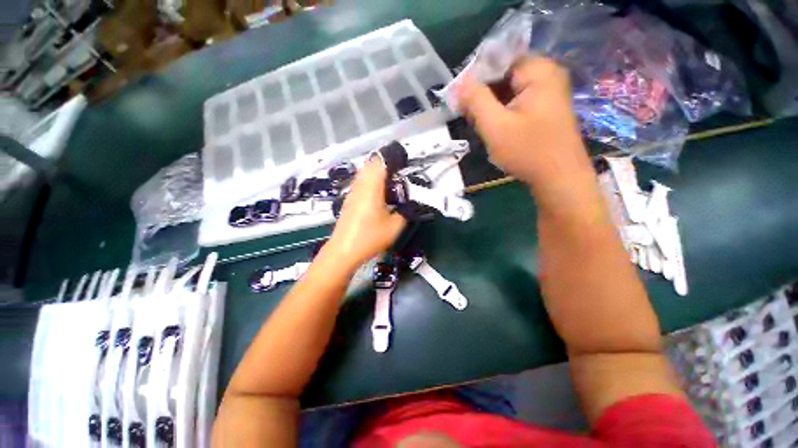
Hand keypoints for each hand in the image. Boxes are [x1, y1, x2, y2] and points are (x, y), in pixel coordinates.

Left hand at [325, 158, 405, 270]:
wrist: (344, 250)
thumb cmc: (369, 238)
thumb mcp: (394, 227)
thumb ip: (404, 213)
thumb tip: (407, 207)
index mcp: (371, 189)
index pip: (379, 163)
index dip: (391, 159)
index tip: (402, 163)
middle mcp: (360, 187)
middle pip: (370, 165)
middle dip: (384, 165)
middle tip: (397, 174)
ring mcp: (352, 193)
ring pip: (363, 174)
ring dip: (375, 174)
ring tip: (388, 184)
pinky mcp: (348, 201)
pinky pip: (359, 184)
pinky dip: (369, 183)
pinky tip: (376, 196)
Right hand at [456, 57, 591, 187]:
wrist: (559, 178)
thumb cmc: (528, 152)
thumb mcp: (495, 126)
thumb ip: (475, 100)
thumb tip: (459, 82)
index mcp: (538, 71)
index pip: (497, 59)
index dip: (475, 78)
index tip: (461, 100)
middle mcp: (546, 74)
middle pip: (503, 74)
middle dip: (483, 94)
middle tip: (469, 116)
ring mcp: (548, 91)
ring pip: (508, 89)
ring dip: (491, 104)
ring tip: (480, 124)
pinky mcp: (545, 107)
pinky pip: (517, 100)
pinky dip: (502, 110)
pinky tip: (494, 127)